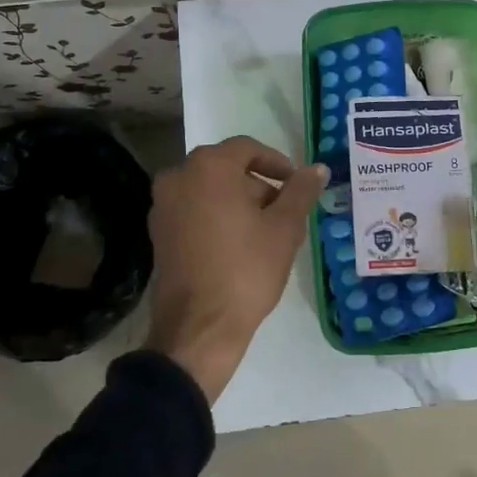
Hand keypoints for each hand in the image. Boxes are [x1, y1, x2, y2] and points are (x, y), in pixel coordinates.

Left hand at [146, 136, 328, 401]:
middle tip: (285, 213)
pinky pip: (195, 211)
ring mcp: (163, 206)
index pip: (248, 149)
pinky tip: (240, 247)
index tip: (297, 185)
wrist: (199, 327)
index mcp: (208, 167)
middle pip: (227, 169)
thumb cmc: (246, 269)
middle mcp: (178, 177)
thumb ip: (301, 191)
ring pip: (210, 191)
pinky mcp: (159, 233)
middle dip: (259, 186)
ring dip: (239, 203)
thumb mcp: (284, 228)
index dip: (277, 164)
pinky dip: (218, 218)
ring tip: (267, 233)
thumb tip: (317, 169)